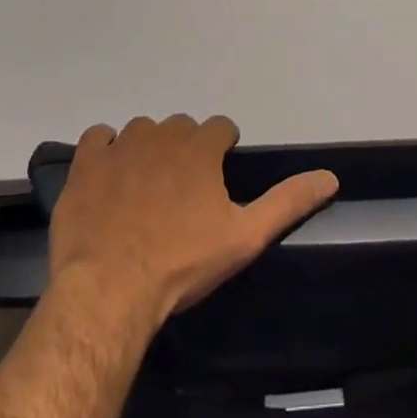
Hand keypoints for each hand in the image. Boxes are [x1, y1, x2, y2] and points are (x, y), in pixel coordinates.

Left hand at [49, 115, 337, 327]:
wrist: (110, 290)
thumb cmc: (183, 263)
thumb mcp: (246, 236)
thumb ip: (288, 201)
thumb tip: (330, 176)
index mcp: (201, 147)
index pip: (221, 127)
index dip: (222, 150)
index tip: (217, 178)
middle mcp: (163, 134)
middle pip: (181, 127)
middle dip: (185, 149)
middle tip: (182, 191)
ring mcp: (121, 146)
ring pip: (141, 130)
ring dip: (147, 149)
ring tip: (145, 188)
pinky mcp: (86, 164)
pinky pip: (98, 137)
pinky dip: (105, 150)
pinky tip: (108, 177)